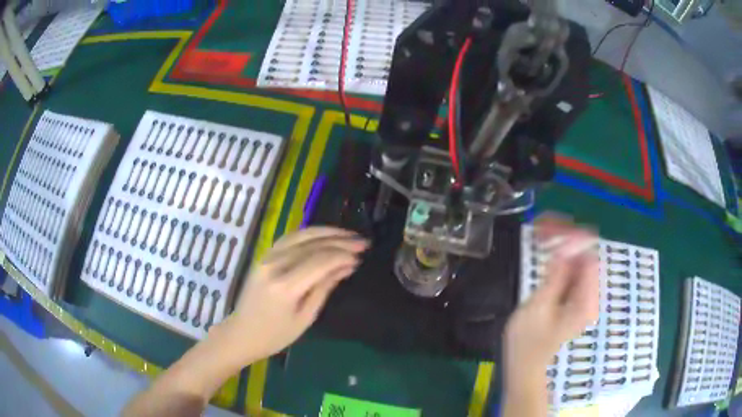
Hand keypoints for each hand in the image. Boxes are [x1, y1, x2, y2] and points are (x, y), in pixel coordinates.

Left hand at [219, 227, 366, 361]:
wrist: (242, 333)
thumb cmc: (275, 335)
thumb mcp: (305, 318)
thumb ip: (324, 288)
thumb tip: (347, 266)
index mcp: (285, 286)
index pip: (320, 261)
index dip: (343, 255)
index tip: (361, 256)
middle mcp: (274, 265)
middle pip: (312, 244)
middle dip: (340, 241)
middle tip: (362, 242)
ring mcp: (266, 257)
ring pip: (301, 235)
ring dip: (327, 232)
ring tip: (348, 234)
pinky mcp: (264, 255)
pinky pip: (290, 238)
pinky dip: (309, 234)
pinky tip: (324, 236)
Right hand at [505, 214, 599, 376]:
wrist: (524, 364)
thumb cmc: (527, 342)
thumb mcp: (538, 307)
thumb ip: (555, 276)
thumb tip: (565, 245)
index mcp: (585, 301)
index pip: (590, 258)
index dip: (575, 239)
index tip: (553, 226)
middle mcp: (588, 296)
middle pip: (585, 256)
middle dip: (567, 238)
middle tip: (544, 226)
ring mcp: (581, 297)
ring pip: (578, 260)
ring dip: (563, 244)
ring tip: (542, 232)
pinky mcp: (572, 297)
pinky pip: (571, 269)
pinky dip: (560, 257)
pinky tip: (546, 249)